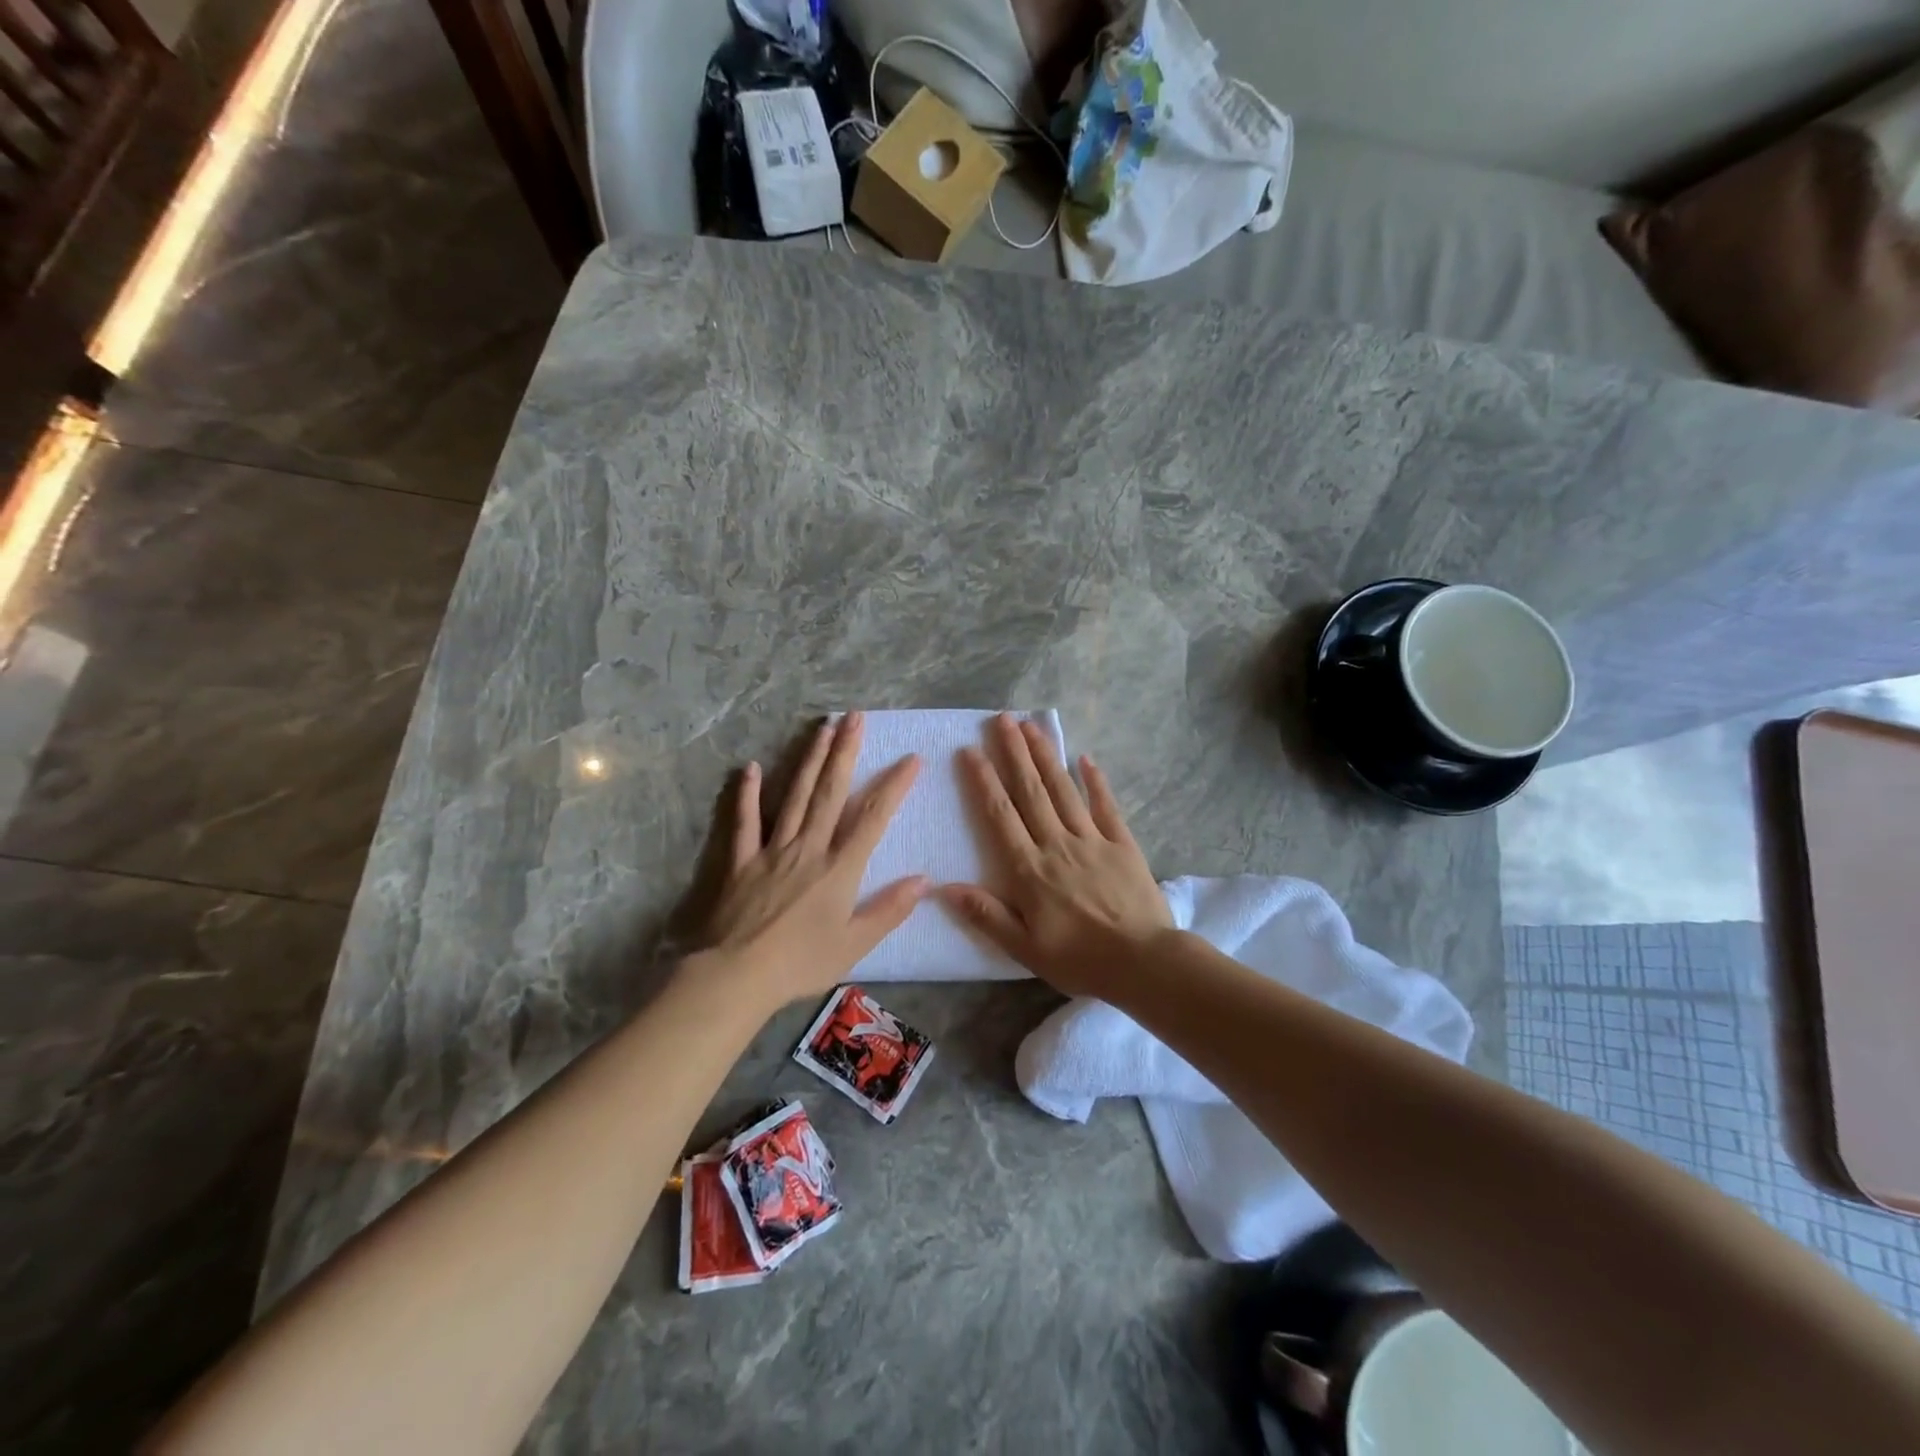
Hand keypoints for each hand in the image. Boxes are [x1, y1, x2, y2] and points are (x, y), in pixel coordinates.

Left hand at [699, 713, 924, 1005]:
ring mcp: (772, 849)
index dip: (893, 787)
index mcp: (839, 868)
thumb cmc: (800, 963)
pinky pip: (745, 821)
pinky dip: (748, 794)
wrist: (737, 975)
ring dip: (810, 760)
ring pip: (795, 796)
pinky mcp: (742, 859)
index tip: (911, 759)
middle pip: (831, 793)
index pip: (873, 818)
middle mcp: (809, 848)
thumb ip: (889, 910)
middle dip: (845, 753)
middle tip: (854, 718)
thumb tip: (924, 880)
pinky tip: (752, 767)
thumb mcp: (854, 944)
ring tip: (822, 728)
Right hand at [941, 714, 1171, 996]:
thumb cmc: (1080, 959)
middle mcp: (1057, 844)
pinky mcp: (1122, 843)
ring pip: (1064, 790)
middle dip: (1014, 752)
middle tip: (1002, 719)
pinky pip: (1106, 805)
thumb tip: (943, 887)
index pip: (1001, 815)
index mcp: (1030, 869)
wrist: (1144, 963)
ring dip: (1046, 756)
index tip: (970, 751)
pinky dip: (1095, 781)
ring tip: (1031, 727)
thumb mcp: (1025, 948)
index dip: (984, 781)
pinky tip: (1085, 758)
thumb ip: (986, 915)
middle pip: (1031, 791)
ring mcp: (1092, 840)